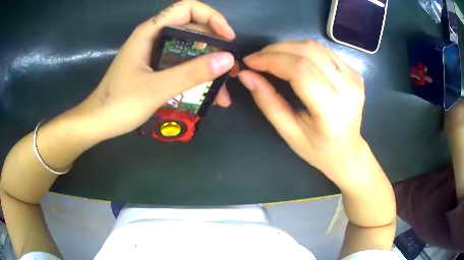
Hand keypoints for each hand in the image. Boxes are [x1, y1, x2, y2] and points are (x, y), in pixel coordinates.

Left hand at [71, 0, 235, 140]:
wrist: (97, 123)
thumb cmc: (119, 104)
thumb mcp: (156, 88)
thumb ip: (191, 73)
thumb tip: (228, 60)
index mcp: (151, 31)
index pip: (187, 8)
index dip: (212, 17)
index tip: (227, 38)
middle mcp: (154, 37)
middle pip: (192, 29)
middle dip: (215, 45)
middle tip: (230, 69)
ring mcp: (154, 53)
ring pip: (188, 50)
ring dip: (207, 66)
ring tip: (223, 90)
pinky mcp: (154, 69)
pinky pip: (180, 65)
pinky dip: (195, 76)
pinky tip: (207, 94)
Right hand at [238, 41, 365, 185]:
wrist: (348, 152)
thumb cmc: (318, 150)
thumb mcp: (289, 133)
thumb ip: (268, 102)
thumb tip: (246, 75)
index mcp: (332, 110)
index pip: (300, 71)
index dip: (272, 60)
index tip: (250, 61)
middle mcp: (348, 88)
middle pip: (308, 52)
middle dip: (276, 49)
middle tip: (257, 58)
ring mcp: (354, 78)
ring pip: (316, 47)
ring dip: (288, 46)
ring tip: (270, 57)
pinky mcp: (355, 73)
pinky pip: (324, 51)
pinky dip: (302, 49)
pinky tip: (291, 58)